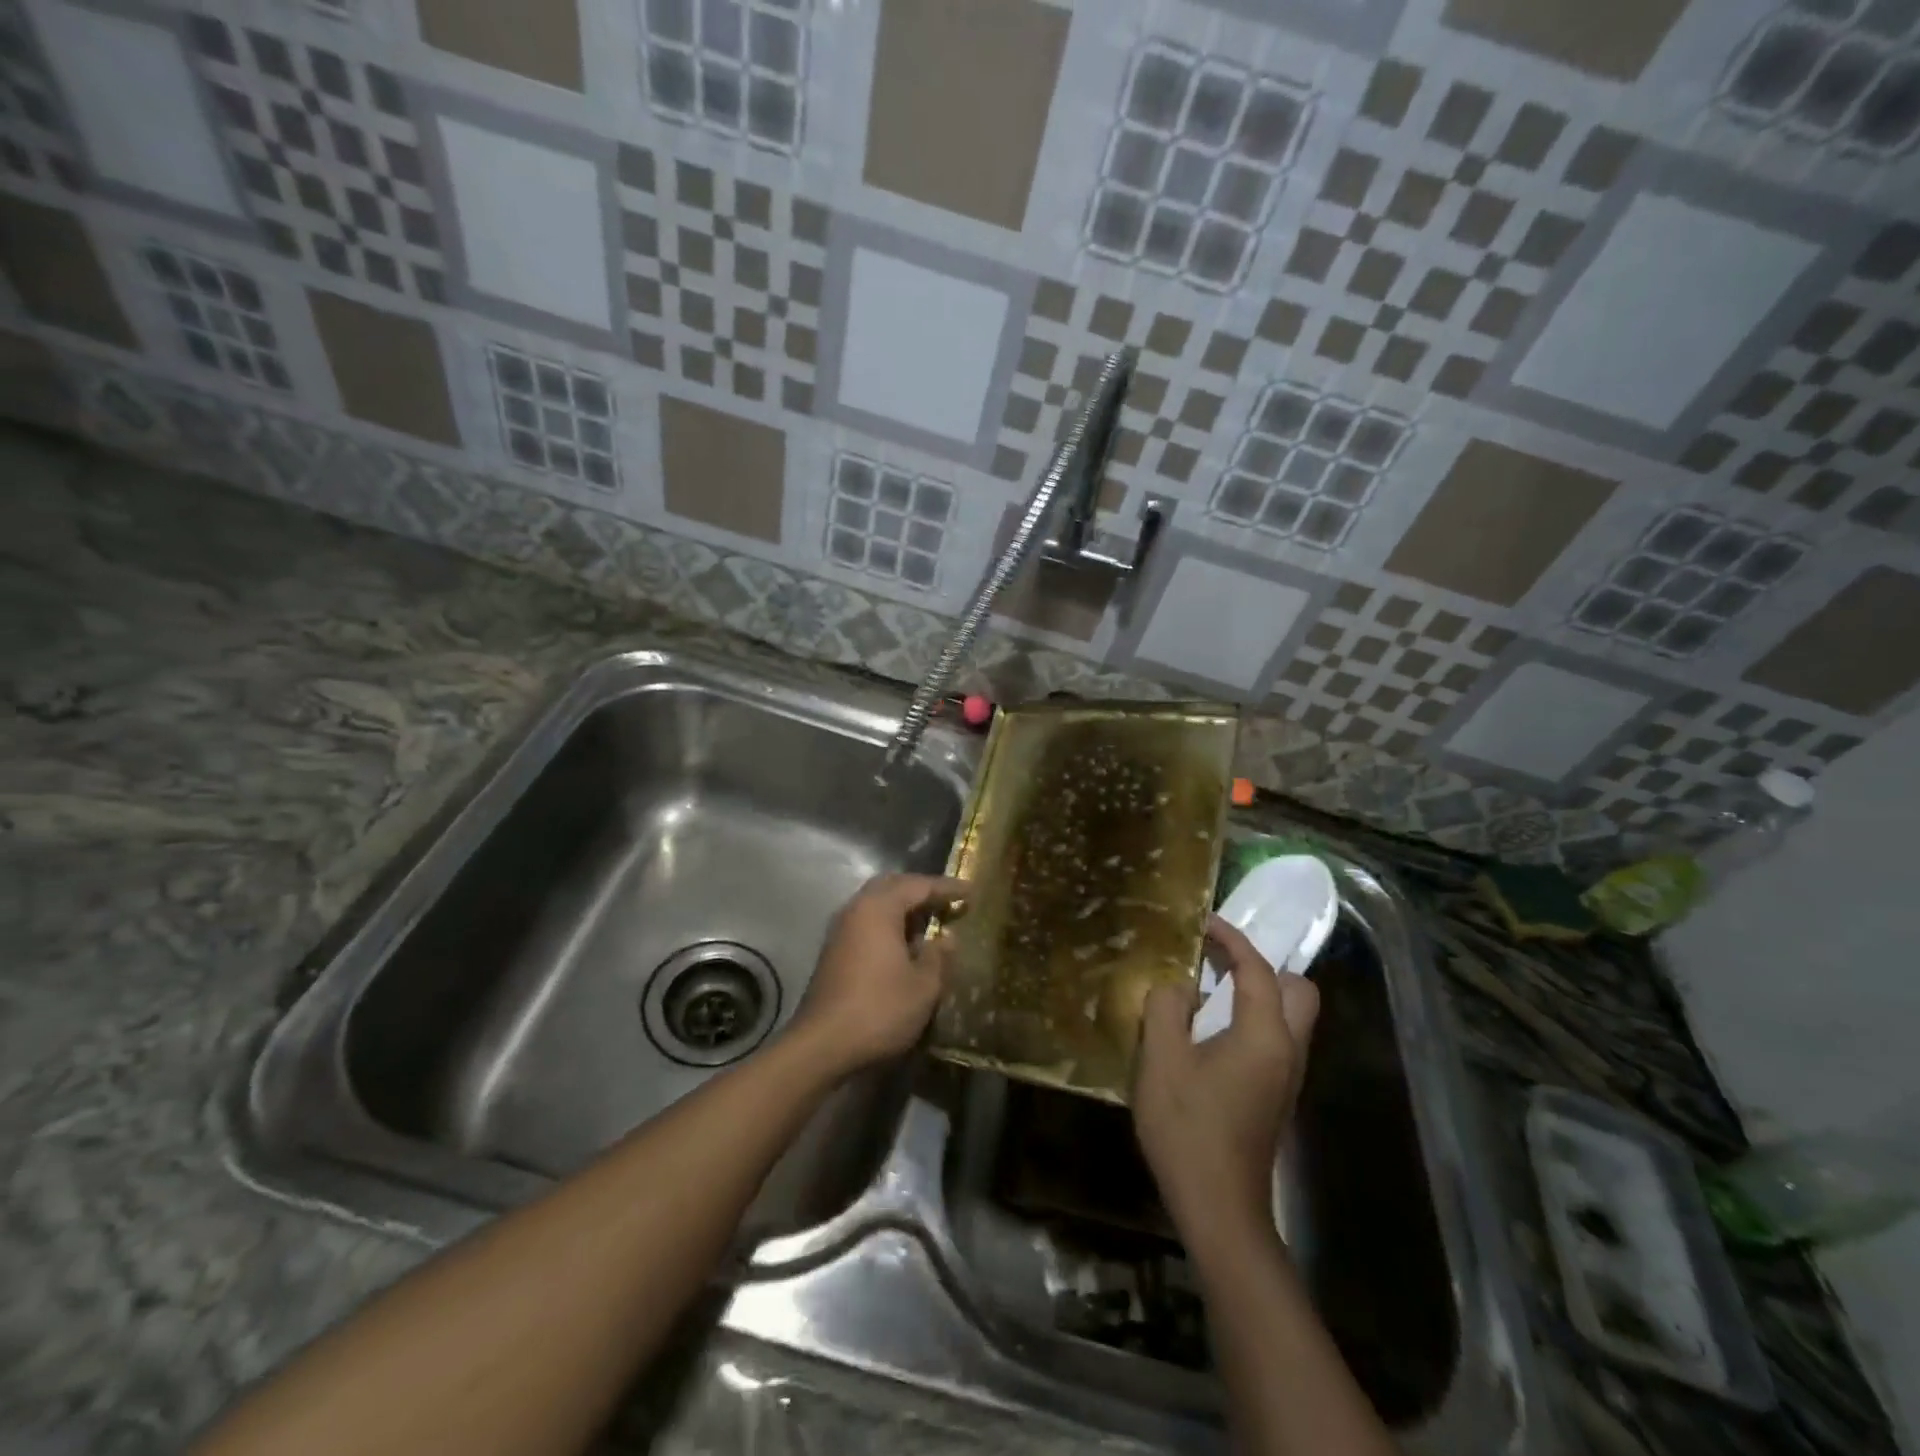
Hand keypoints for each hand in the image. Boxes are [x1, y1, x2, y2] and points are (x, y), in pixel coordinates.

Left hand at [788, 873, 969, 1079]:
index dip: (946, 887)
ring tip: (929, 922)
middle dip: (920, 890)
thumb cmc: (879, 1009)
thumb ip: (938, 956)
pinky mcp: (833, 951)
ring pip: (876, 904)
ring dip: (902, 908)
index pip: (918, 885)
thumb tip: (946, 938)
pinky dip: (888, 924)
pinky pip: (866, 922)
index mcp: (879, 908)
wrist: (822, 1045)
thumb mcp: (923, 986)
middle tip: (946, 901)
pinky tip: (904, 945)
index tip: (970, 891)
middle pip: (892, 887)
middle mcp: (856, 909)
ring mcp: (840, 930)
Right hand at [1133, 915, 1319, 1242]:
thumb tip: (1179, 986)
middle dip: (1263, 966)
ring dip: (1258, 992)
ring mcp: (1287, 1076)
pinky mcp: (1277, 1095)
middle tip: (1219, 960)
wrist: (1218, 1207)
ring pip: (1290, 1016)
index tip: (1203, 921)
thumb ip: (1167, 1008)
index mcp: (1265, 1034)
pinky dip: (1253, 1018)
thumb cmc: (1188, 1128)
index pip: (1258, 969)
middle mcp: (1288, 1049)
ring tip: (1210, 987)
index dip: (1232, 939)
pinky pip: (1276, 1038)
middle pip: (1297, 990)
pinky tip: (1212, 1029)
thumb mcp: (1162, 1060)